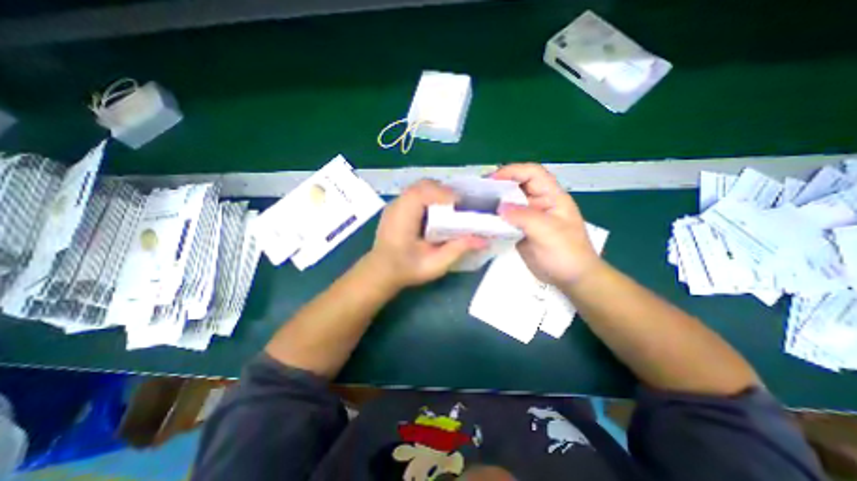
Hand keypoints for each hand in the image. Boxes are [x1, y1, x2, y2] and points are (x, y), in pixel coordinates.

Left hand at [367, 180, 487, 291]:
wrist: (380, 272)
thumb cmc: (406, 270)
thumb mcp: (435, 264)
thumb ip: (458, 249)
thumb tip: (484, 239)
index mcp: (403, 218)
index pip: (423, 192)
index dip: (445, 193)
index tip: (462, 204)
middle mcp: (397, 205)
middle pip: (423, 185)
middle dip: (444, 191)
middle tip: (459, 206)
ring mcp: (394, 204)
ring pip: (420, 187)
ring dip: (437, 193)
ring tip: (450, 208)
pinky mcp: (396, 207)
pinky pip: (416, 194)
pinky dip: (430, 197)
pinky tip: (436, 212)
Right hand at [488, 163, 601, 286]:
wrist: (571, 278)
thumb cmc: (566, 253)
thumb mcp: (547, 232)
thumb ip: (524, 217)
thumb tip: (499, 207)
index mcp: (552, 197)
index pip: (533, 173)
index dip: (513, 171)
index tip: (492, 179)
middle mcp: (539, 203)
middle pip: (518, 186)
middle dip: (499, 185)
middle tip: (478, 191)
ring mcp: (529, 218)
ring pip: (510, 203)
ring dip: (495, 202)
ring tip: (477, 205)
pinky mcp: (521, 231)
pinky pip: (506, 220)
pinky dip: (495, 219)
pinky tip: (483, 221)